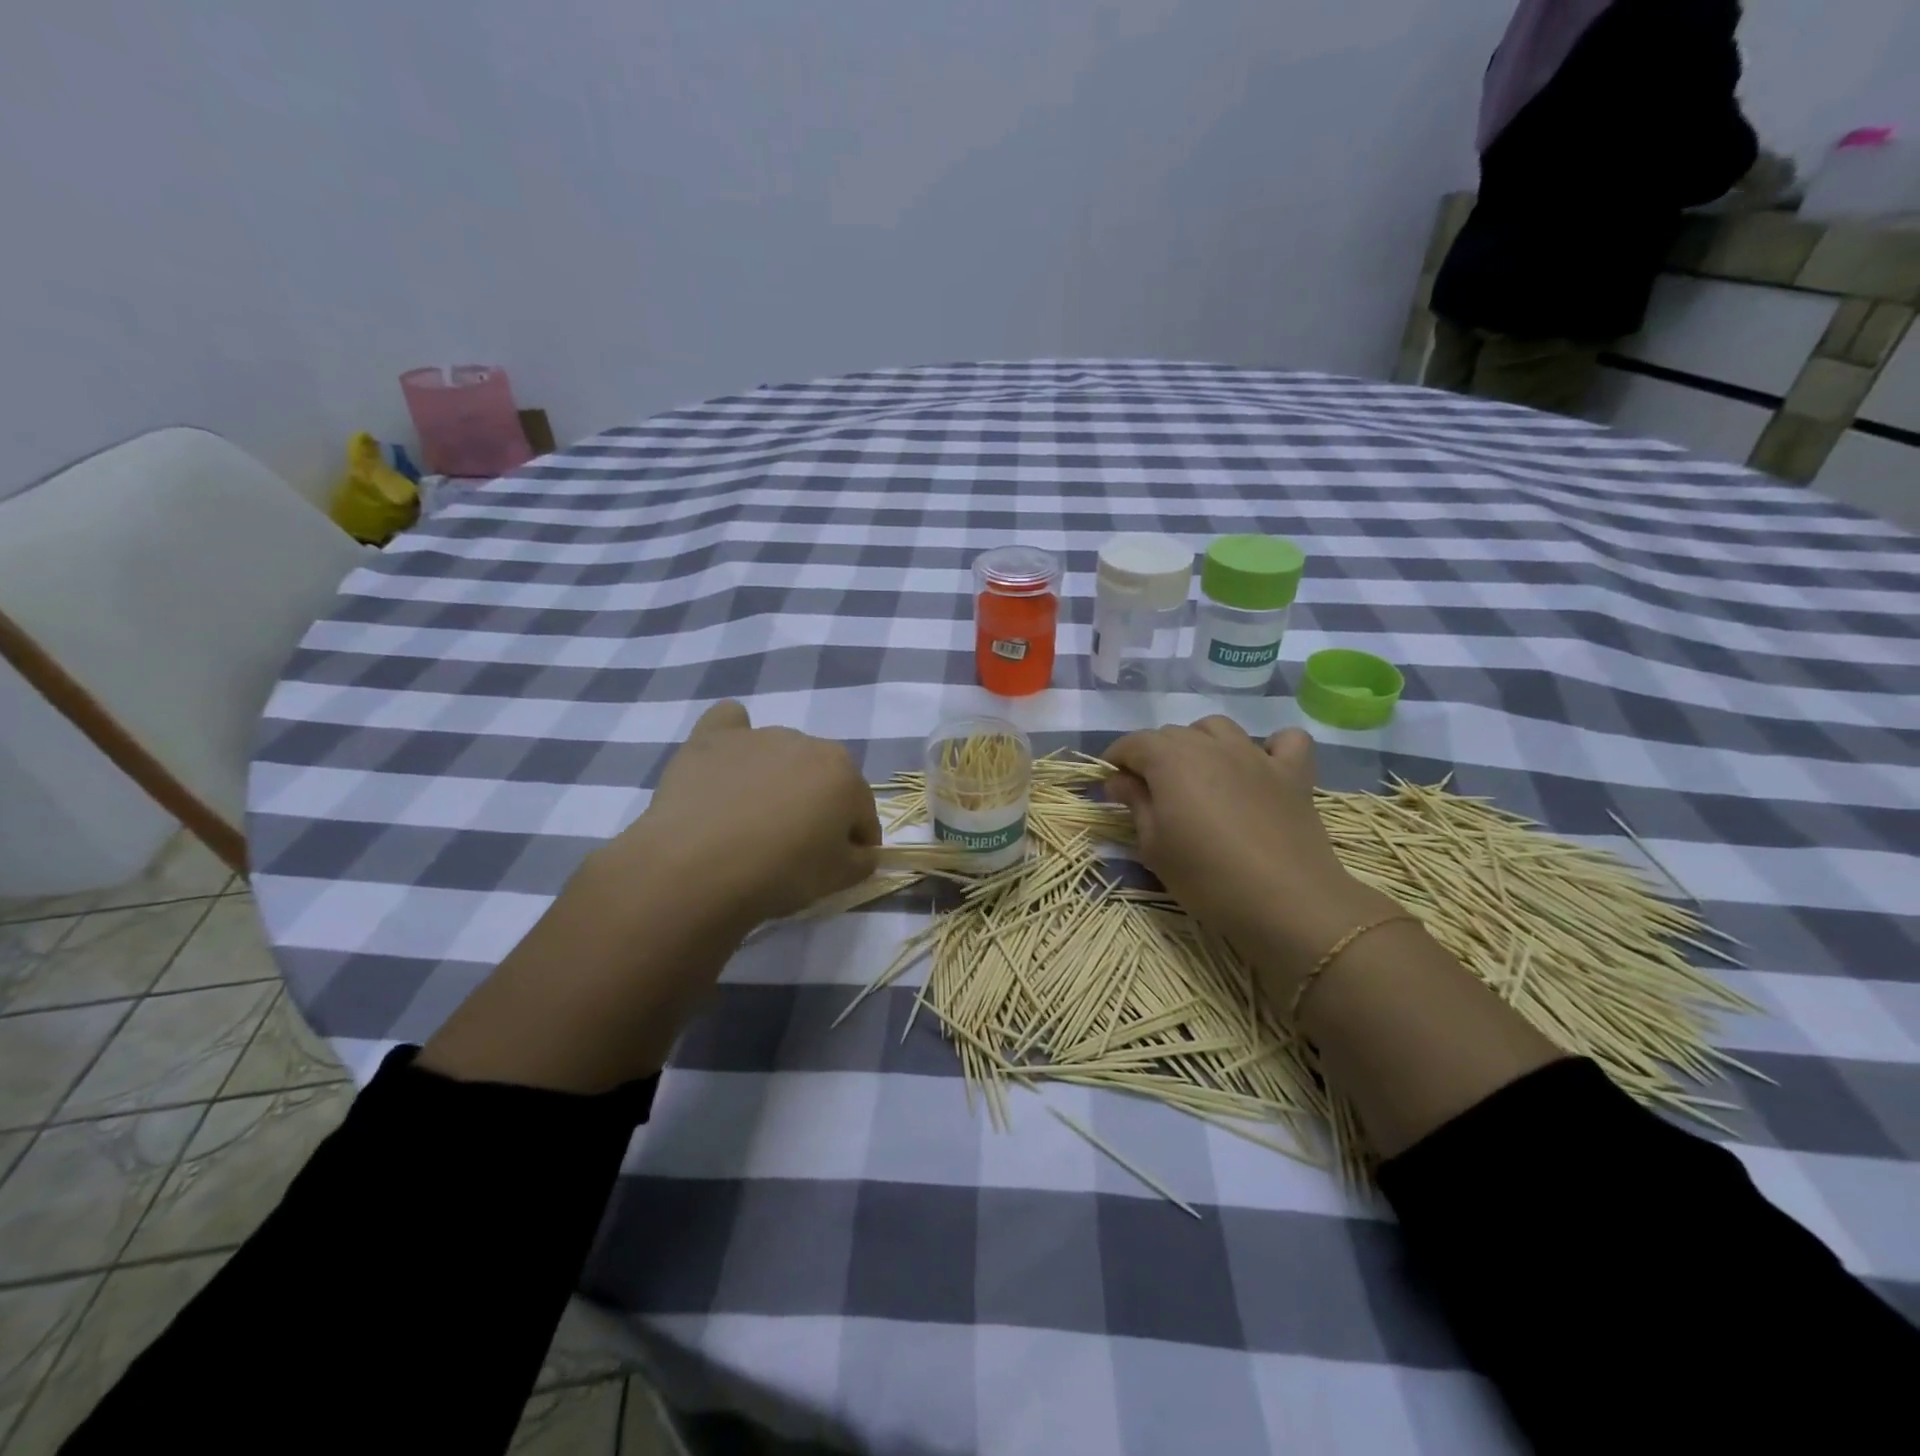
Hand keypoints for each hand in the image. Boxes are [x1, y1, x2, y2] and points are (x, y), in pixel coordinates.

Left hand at [604, 700, 880, 930]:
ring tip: (751, 818)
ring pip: (781, 754)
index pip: (862, 812)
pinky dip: (734, 737)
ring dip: (777, 778)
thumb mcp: (838, 879)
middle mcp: (808, 743)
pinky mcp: (713, 738)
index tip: (839, 865)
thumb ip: (862, 860)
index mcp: (845, 774)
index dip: (855, 842)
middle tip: (795, 845)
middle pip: (822, 778)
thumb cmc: (780, 872)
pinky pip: (731, 722)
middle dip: (817, 805)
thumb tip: (862, 851)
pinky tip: (727, 762)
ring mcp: (758, 736)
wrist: (698, 867)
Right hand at [1105, 719, 1398, 987]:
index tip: (1111, 782)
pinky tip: (1261, 768)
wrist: (1285, 902)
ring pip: (1219, 729)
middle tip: (1150, 791)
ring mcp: (1256, 755)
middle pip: (1173, 734)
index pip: (1134, 743)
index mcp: (1171, 760)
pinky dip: (1270, 746)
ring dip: (1201, 743)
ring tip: (1199, 775)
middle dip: (1154, 755)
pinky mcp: (1294, 773)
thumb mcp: (1154, 846)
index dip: (1116, 759)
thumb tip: (1119, 780)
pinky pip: (1285, 741)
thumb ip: (1135, 804)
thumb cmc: (1206, 877)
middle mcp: (1211, 745)